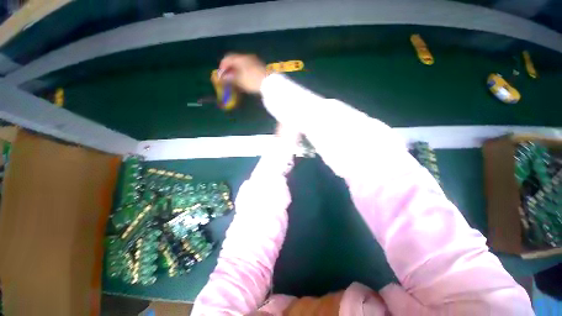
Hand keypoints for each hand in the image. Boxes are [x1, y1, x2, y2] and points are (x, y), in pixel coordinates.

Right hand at [219, 53, 266, 92]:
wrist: (269, 83)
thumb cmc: (252, 81)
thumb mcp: (239, 81)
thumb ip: (230, 78)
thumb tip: (223, 77)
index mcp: (240, 58)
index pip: (227, 58)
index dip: (222, 66)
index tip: (221, 74)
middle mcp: (247, 56)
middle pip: (235, 60)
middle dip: (230, 68)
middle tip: (227, 77)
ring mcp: (254, 60)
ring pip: (242, 63)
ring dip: (237, 70)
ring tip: (235, 79)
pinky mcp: (259, 66)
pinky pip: (248, 66)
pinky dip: (243, 70)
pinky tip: (244, 78)